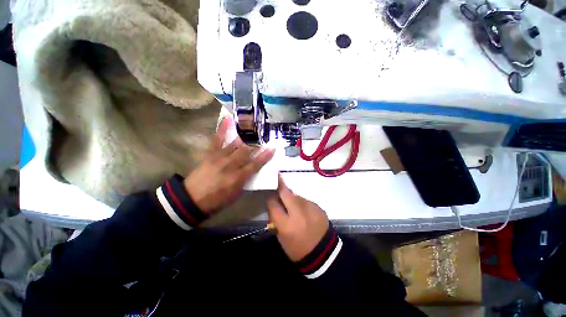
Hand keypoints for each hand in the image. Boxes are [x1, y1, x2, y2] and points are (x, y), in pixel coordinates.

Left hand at [184, 116, 274, 213]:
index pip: (255, 165)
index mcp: (238, 178)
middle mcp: (230, 165)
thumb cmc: (217, 200)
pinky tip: (228, 118)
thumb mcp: (235, 194)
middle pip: (247, 151)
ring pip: (235, 144)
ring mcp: (220, 157)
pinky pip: (217, 139)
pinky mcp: (210, 154)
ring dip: (245, 134)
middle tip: (265, 133)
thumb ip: (245, 181)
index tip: (272, 148)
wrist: (191, 199)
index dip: (265, 156)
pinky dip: (223, 129)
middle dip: (257, 142)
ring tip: (253, 124)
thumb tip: (251, 170)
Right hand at [267, 176, 328, 261]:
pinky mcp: (318, 207)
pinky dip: (302, 203)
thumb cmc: (298, 249)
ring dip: (292, 197)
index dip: (270, 199)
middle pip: (286, 192)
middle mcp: (298, 213)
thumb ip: (277, 219)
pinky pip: (306, 201)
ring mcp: (310, 208)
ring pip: (297, 196)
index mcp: (286, 224)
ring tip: (292, 204)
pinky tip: (303, 210)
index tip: (271, 196)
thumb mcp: (282, 238)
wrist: (324, 253)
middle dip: (280, 186)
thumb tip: (275, 204)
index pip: (273, 204)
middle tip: (278, 180)